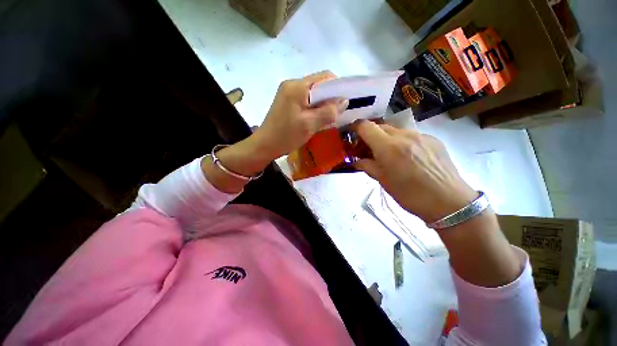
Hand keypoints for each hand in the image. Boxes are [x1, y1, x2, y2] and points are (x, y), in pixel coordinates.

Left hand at [252, 71, 348, 159]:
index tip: (345, 102)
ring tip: (330, 117)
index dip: (338, 88)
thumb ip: (328, 111)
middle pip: (319, 85)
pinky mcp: (287, 102)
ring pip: (313, 94)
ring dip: (323, 104)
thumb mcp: (310, 124)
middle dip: (331, 97)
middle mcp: (292, 85)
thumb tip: (344, 101)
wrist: (264, 146)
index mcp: (297, 86)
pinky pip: (306, 101)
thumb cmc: (286, 136)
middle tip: (339, 112)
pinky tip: (318, 118)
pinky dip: (315, 108)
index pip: (324, 78)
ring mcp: (288, 93)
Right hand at [354, 121, 476, 222]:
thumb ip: (367, 166)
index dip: (355, 127)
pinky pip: (411, 135)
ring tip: (388, 154)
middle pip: (380, 126)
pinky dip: (401, 142)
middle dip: (370, 135)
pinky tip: (407, 156)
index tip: (351, 135)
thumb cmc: (410, 194)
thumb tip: (356, 161)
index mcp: (388, 147)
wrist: (449, 202)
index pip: (366, 126)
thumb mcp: (383, 181)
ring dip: (386, 139)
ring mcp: (421, 135)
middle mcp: (404, 135)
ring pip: (395, 130)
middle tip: (367, 149)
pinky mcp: (433, 139)